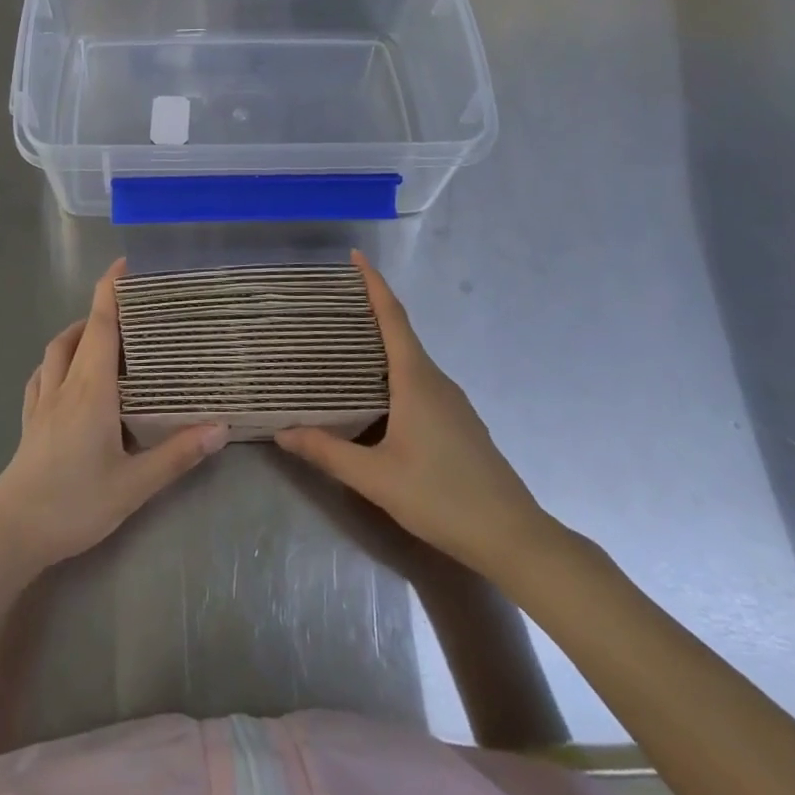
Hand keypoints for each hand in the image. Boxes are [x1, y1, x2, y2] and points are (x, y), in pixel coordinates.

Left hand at [0, 260, 228, 576]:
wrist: (11, 535)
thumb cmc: (74, 504)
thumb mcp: (134, 485)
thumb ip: (177, 455)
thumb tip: (221, 427)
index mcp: (91, 390)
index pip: (101, 326)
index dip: (111, 291)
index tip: (125, 263)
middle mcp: (64, 385)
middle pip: (79, 332)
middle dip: (101, 310)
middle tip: (132, 308)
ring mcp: (42, 402)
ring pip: (56, 350)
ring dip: (78, 333)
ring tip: (104, 338)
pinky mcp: (30, 422)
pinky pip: (42, 375)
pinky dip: (58, 361)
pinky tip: (68, 375)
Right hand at [275, 251, 553, 574]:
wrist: (513, 537)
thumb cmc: (442, 497)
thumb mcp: (375, 477)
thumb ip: (327, 452)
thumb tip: (282, 432)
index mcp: (416, 379)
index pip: (393, 317)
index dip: (374, 283)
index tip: (355, 256)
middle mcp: (436, 381)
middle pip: (400, 333)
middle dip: (369, 312)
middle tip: (330, 305)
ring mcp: (452, 402)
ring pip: (410, 361)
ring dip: (380, 346)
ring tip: (343, 347)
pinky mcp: (459, 424)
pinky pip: (419, 383)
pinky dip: (393, 374)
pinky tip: (374, 397)